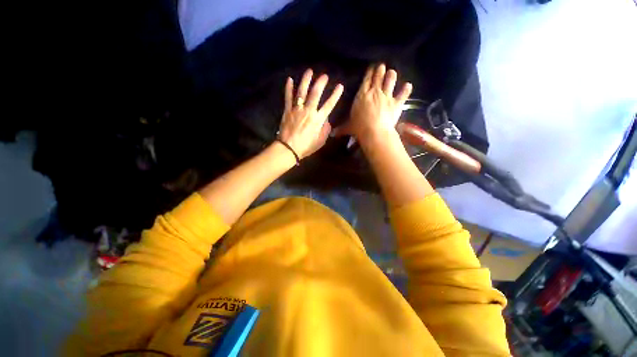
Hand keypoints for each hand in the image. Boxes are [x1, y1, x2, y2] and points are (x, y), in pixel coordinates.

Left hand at [278, 69, 343, 159]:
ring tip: (309, 71)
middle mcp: (308, 111)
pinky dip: (289, 88)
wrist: (288, 148)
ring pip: (302, 92)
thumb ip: (325, 130)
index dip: (335, 95)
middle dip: (321, 83)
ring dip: (306, 80)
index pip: (329, 104)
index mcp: (318, 119)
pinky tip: (290, 79)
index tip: (340, 86)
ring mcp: (297, 109)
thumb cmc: (306, 146)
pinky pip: (288, 97)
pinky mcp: (287, 110)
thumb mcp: (320, 141)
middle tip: (324, 76)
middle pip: (315, 94)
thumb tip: (327, 120)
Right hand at [333, 64, 411, 142]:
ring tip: (392, 72)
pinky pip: (403, 94)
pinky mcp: (396, 103)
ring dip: (391, 75)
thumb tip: (332, 134)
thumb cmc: (359, 128)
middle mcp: (375, 92)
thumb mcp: (348, 128)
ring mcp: (386, 96)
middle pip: (378, 76)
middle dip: (380, 70)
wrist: (374, 132)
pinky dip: (406, 89)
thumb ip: (341, 129)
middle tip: (382, 66)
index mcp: (362, 95)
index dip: (369, 72)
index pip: (366, 80)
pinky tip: (408, 85)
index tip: (372, 67)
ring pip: (390, 80)